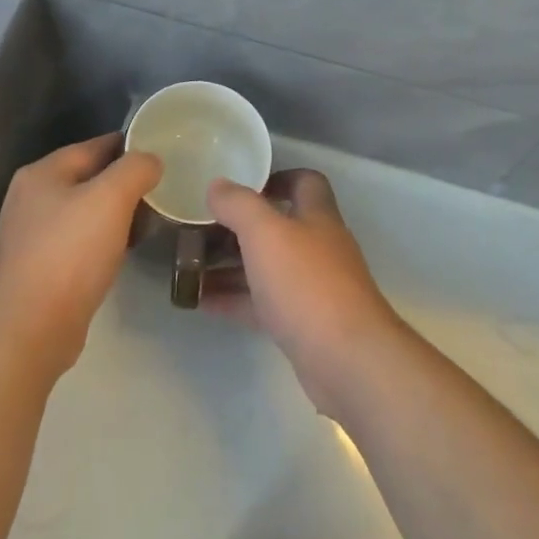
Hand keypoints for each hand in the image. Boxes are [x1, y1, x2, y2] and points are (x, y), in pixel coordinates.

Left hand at [0, 134, 161, 379]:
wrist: (32, 330)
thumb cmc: (71, 254)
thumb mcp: (111, 198)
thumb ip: (135, 168)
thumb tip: (151, 161)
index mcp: (42, 173)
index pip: (95, 146)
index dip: (131, 146)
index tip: (165, 154)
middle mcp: (32, 198)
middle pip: (91, 177)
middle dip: (127, 183)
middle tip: (163, 190)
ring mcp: (34, 234)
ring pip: (88, 210)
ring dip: (118, 213)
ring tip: (151, 220)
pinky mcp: (42, 266)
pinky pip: (82, 240)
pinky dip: (106, 239)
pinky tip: (126, 249)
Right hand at [206, 170, 406, 415]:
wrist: (347, 361)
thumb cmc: (307, 284)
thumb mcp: (266, 233)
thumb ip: (239, 205)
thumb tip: (217, 185)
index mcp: (317, 217)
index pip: (305, 182)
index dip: (276, 178)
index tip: (240, 186)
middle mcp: (318, 248)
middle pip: (280, 227)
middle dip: (240, 227)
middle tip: (201, 229)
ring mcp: (313, 289)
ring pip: (267, 268)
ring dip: (232, 266)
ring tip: (191, 266)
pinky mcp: (304, 326)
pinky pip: (263, 305)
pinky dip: (235, 300)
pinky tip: (203, 302)